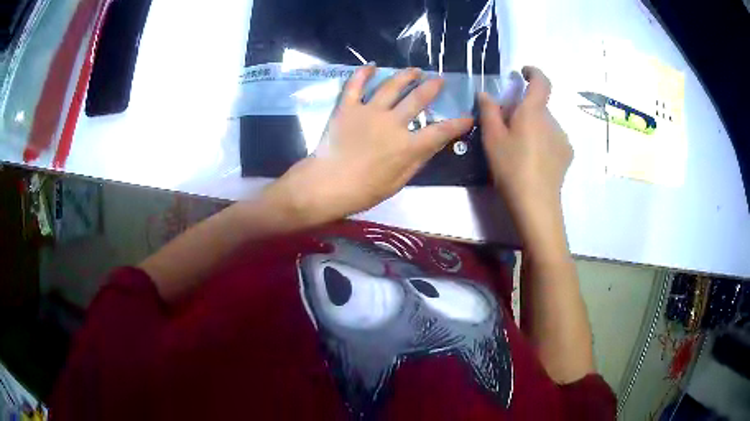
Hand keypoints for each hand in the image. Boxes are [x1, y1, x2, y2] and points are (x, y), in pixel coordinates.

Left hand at [264, 65, 473, 225]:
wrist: (327, 184)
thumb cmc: (364, 190)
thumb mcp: (399, 182)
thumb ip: (418, 160)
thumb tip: (434, 143)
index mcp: (407, 145)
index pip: (441, 131)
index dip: (457, 124)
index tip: (468, 117)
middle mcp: (392, 123)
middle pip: (418, 100)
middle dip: (432, 88)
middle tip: (439, 80)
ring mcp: (369, 112)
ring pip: (391, 86)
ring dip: (405, 76)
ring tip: (414, 70)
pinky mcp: (348, 108)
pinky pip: (356, 85)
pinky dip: (363, 73)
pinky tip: (372, 65)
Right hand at [479, 66, 572, 226]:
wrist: (536, 204)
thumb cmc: (511, 167)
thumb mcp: (492, 139)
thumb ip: (489, 111)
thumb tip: (486, 93)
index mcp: (533, 111)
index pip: (541, 82)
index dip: (533, 72)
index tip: (523, 72)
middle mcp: (552, 120)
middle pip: (539, 106)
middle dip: (524, 109)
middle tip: (508, 126)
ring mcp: (562, 137)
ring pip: (545, 123)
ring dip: (534, 126)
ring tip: (520, 148)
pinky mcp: (567, 154)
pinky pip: (553, 138)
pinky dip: (543, 140)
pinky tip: (534, 160)